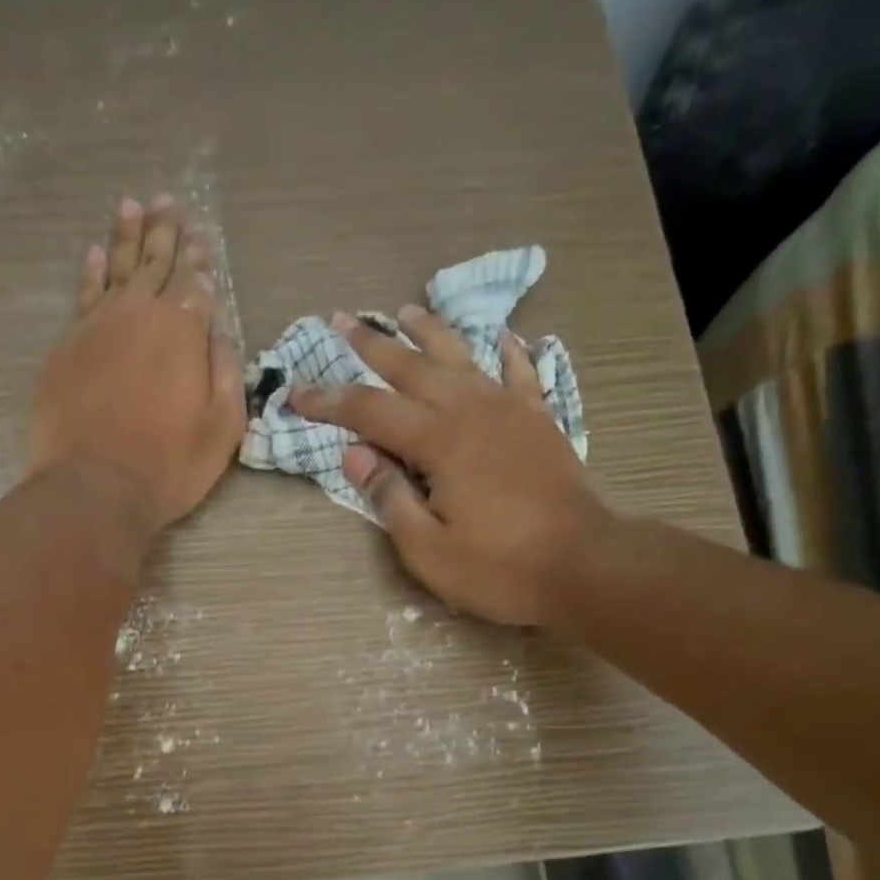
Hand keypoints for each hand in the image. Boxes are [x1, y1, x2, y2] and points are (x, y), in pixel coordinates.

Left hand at [27, 194, 244, 535]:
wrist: (94, 487)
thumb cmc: (169, 466)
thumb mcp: (221, 427)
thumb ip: (226, 370)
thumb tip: (219, 328)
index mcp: (182, 331)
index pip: (194, 283)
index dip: (199, 260)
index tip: (201, 238)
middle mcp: (138, 314)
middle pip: (154, 263)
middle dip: (164, 232)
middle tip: (167, 202)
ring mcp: (96, 326)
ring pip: (115, 268)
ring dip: (127, 236)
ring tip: (132, 206)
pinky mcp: (66, 346)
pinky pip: (82, 294)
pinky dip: (91, 270)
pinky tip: (95, 253)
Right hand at [288, 308, 617, 626]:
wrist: (583, 566)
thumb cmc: (499, 567)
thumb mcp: (428, 548)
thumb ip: (389, 497)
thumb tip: (355, 454)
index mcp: (439, 441)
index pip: (370, 411)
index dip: (329, 401)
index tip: (296, 393)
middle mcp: (472, 411)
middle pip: (413, 368)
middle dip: (373, 346)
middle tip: (342, 321)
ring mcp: (511, 411)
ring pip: (462, 359)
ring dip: (430, 334)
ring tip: (406, 312)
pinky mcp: (540, 422)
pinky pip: (520, 374)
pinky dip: (506, 352)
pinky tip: (500, 336)